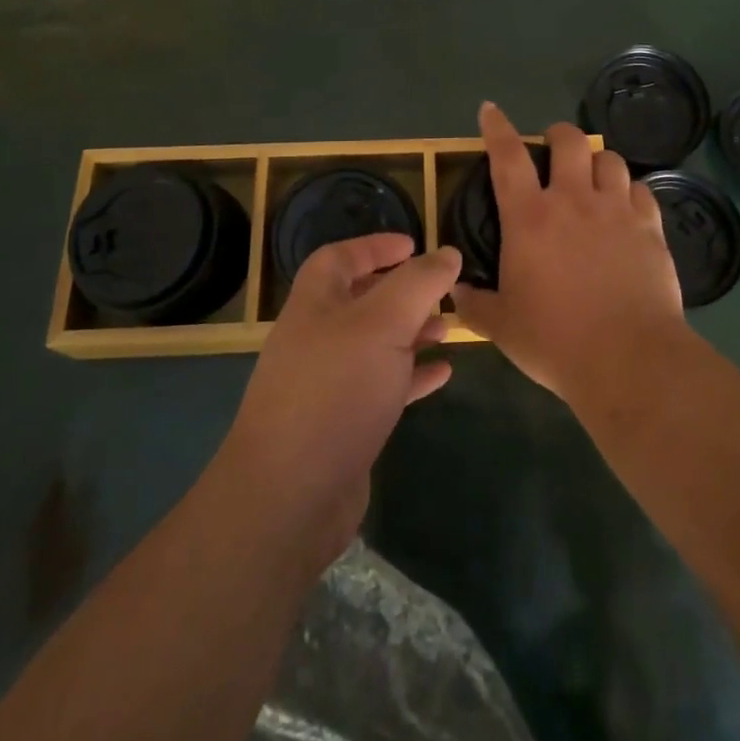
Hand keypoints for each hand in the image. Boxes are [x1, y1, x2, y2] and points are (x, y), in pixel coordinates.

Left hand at [218, 234, 456, 570]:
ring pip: (375, 344)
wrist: (291, 496)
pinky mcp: (342, 425)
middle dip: (402, 292)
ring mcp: (327, 385)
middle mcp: (317, 339)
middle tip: (442, 291)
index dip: (375, 246)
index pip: (339, 258)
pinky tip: (442, 374)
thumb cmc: (336, 391)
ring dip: (411, 332)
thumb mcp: (384, 323)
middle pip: (360, 300)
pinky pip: (382, 387)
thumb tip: (448, 253)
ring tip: (448, 329)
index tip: (414, 244)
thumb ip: (419, 283)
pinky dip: (411, 375)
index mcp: (315, 305)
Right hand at [453, 101, 685, 403]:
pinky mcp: (650, 227)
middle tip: (553, 148)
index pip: (508, 156)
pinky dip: (630, 191)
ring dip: (597, 161)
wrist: (628, 359)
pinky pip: (641, 190)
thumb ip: (474, 304)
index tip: (490, 110)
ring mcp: (616, 210)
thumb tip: (455, 291)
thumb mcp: (502, 326)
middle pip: (569, 141)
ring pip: (610, 159)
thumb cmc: (555, 340)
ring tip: (592, 176)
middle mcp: (573, 200)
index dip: (497, 128)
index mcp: (529, 217)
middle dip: (558, 135)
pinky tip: (626, 207)